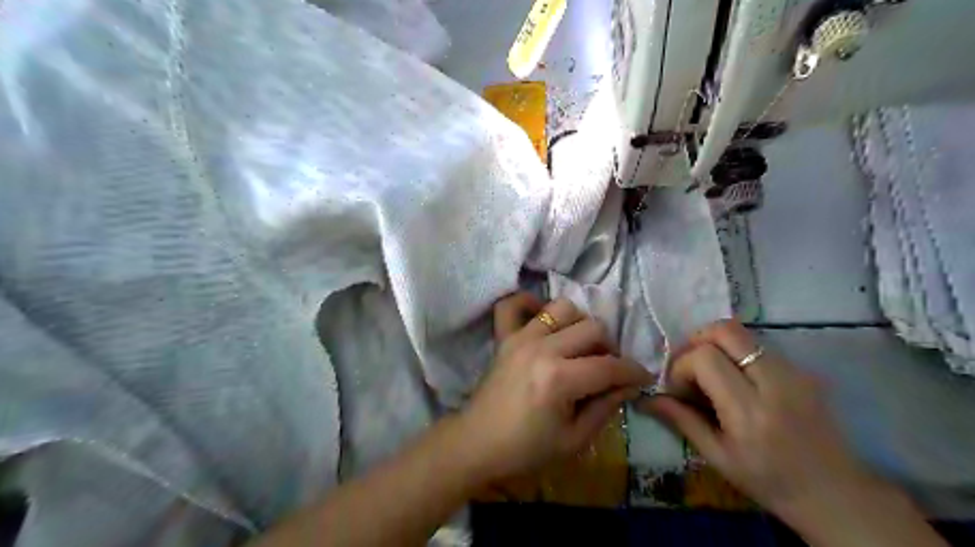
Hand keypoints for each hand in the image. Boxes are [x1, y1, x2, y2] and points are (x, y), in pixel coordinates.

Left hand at [461, 295, 653, 481]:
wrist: (478, 444)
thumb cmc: (526, 450)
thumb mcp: (574, 440)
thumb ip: (606, 407)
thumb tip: (630, 385)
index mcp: (559, 379)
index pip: (609, 366)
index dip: (633, 372)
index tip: (643, 378)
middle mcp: (541, 348)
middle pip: (592, 328)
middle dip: (610, 348)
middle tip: (607, 369)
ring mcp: (520, 338)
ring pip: (563, 308)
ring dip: (579, 324)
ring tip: (579, 347)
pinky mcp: (504, 336)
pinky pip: (514, 304)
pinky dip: (531, 304)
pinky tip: (543, 321)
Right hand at [645, 322, 879, 521]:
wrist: (837, 493)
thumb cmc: (770, 481)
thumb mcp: (718, 457)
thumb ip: (682, 420)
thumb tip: (647, 398)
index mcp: (750, 412)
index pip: (705, 359)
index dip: (681, 367)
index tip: (679, 390)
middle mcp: (775, 383)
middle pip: (725, 330)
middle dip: (696, 341)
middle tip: (689, 368)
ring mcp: (794, 372)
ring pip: (741, 333)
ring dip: (714, 345)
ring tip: (710, 375)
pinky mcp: (802, 369)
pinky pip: (757, 345)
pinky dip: (734, 354)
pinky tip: (734, 381)